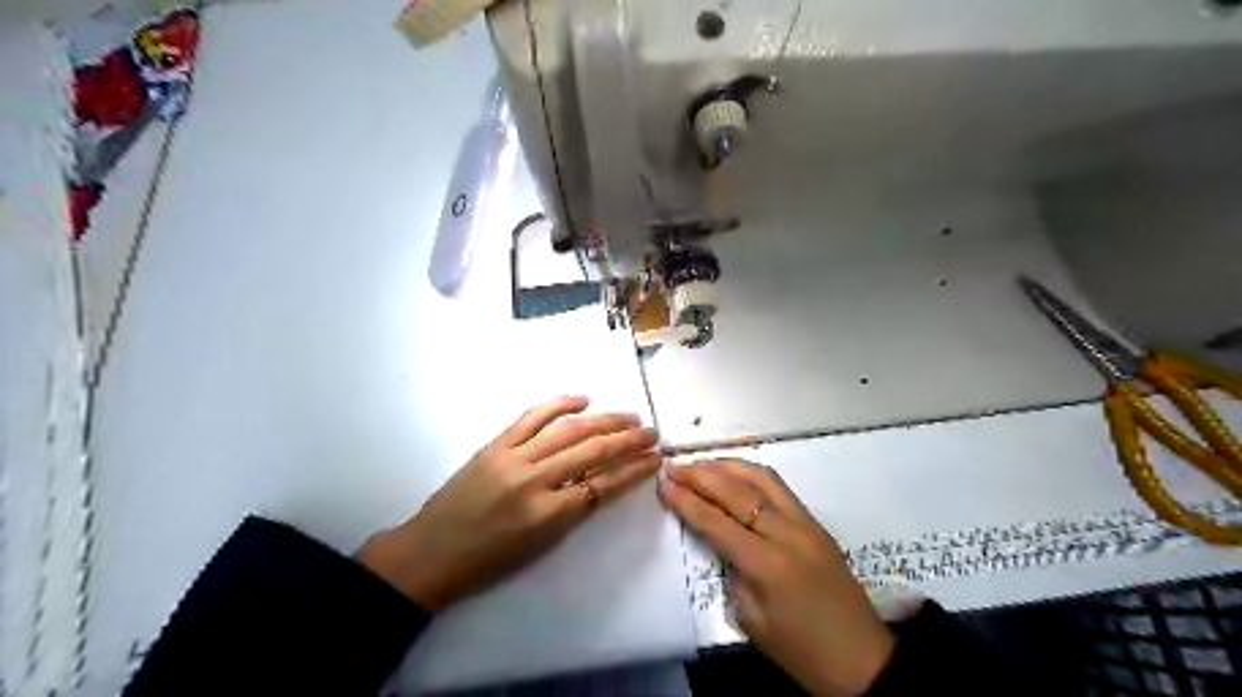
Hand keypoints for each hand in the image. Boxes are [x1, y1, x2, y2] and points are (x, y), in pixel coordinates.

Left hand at [362, 398, 659, 608]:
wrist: (430, 553)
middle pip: (592, 451)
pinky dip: (559, 404)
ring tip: (629, 417)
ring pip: (569, 430)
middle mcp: (534, 481)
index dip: (634, 470)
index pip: (603, 485)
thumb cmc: (488, 561)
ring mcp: (513, 457)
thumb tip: (601, 481)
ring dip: (604, 420)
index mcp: (547, 515)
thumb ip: (572, 511)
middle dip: (628, 441)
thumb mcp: (540, 546)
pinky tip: (583, 399)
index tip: (655, 459)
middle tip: (651, 433)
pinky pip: (532, 417)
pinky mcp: (495, 444)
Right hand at [660, 461, 891, 694]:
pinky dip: (752, 474)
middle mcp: (786, 533)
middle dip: (701, 475)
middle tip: (675, 466)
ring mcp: (805, 523)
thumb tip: (722, 539)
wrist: (861, 659)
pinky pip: (779, 488)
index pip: (716, 521)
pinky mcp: (816, 523)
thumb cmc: (800, 651)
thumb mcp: (751, 619)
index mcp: (767, 564)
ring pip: (762, 478)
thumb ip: (733, 571)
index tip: (664, 484)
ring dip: (728, 466)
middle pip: (736, 491)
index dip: (686, 501)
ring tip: (702, 463)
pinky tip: (736, 474)